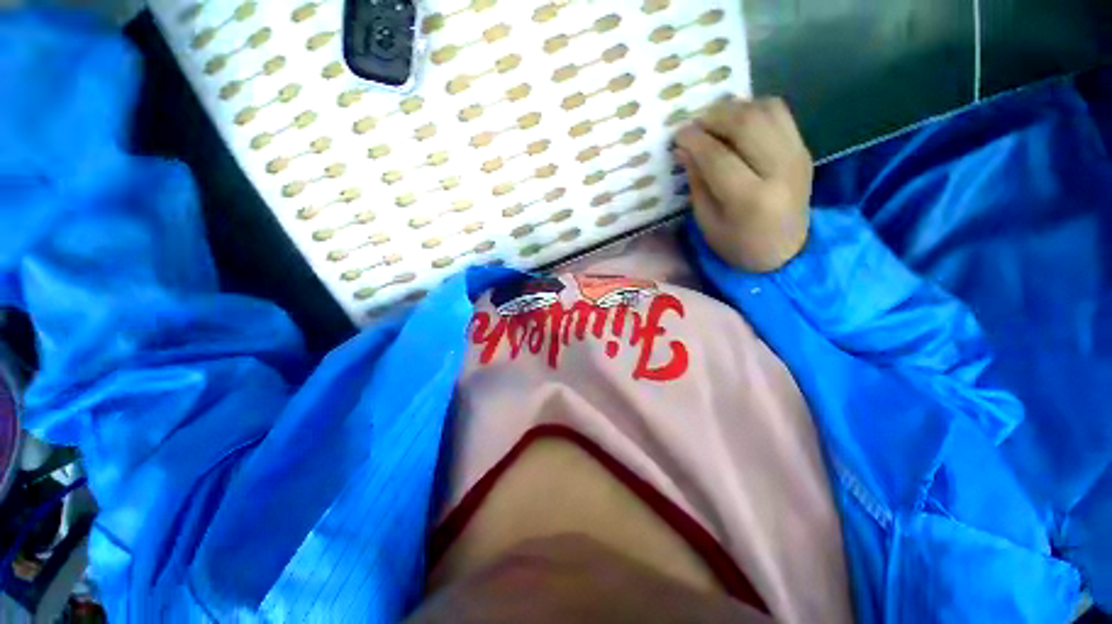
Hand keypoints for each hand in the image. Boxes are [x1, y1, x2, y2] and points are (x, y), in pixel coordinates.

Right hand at [675, 97, 812, 272]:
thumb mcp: (707, 222)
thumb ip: (697, 183)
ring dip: (735, 109)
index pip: (718, 156)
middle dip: (714, 117)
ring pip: (766, 110)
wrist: (785, 251)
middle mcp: (779, 170)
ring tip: (715, 121)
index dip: (694, 140)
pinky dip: (754, 110)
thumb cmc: (737, 245)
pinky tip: (738, 124)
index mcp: (750, 199)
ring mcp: (797, 155)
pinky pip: (779, 114)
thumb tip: (684, 149)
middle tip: (695, 125)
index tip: (678, 135)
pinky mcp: (803, 149)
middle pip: (746, 123)